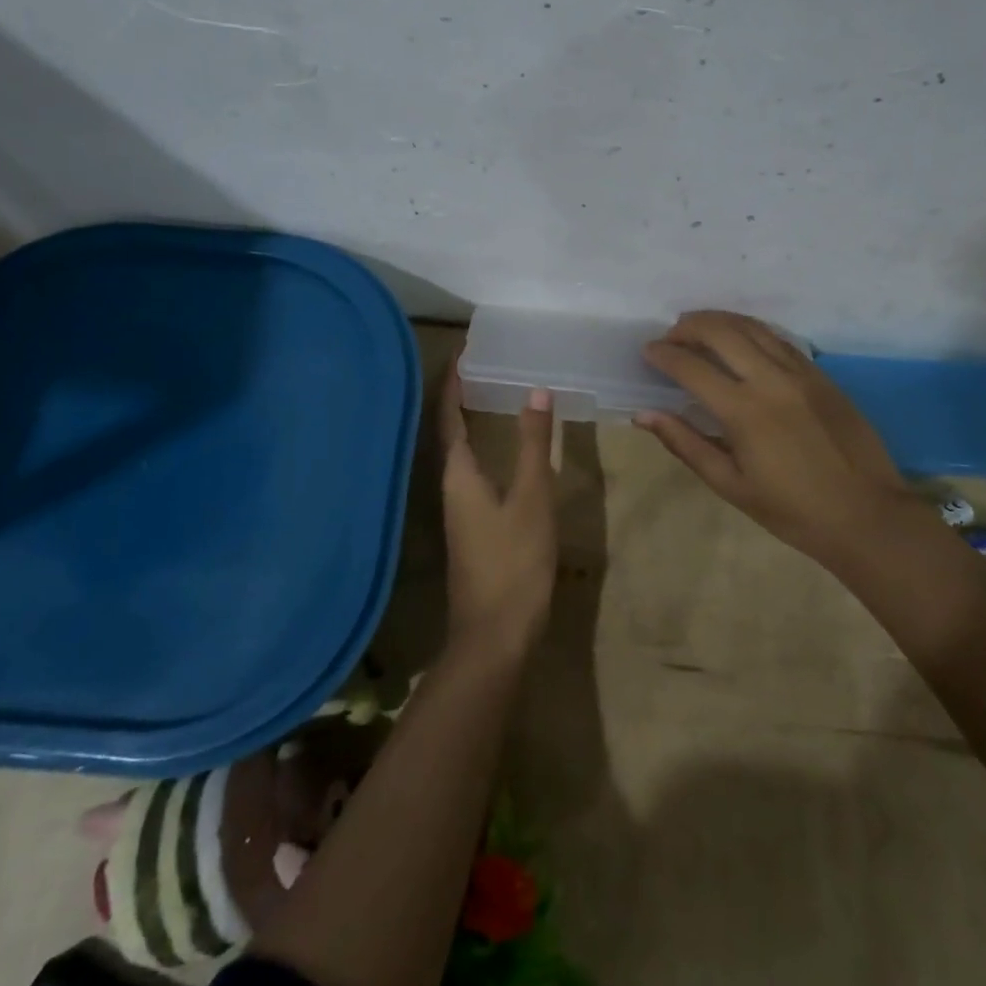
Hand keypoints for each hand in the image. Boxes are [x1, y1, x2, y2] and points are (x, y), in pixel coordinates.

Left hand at [438, 362, 557, 659]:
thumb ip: (535, 445)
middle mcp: (451, 485)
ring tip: (497, 395)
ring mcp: (460, 509)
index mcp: (458, 473)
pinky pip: (474, 472)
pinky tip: (508, 451)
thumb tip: (536, 391)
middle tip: (488, 365)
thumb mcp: (532, 498)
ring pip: (462, 453)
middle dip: (463, 396)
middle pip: (450, 430)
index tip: (466, 350)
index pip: (449, 414)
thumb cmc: (513, 562)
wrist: (495, 635)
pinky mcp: (473, 526)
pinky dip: (486, 448)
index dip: (454, 381)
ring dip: (474, 421)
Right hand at [638, 311, 931, 566]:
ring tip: (698, 326)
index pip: (692, 367)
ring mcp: (801, 373)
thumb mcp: (731, 485)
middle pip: (722, 332)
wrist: (867, 515)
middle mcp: (771, 380)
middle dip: (689, 326)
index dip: (664, 355)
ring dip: (720, 321)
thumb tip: (644, 415)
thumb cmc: (792, 510)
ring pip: (753, 328)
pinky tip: (741, 339)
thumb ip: (686, 443)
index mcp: (744, 411)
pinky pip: (779, 340)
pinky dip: (752, 331)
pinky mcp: (821, 375)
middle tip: (671, 335)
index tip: (648, 351)